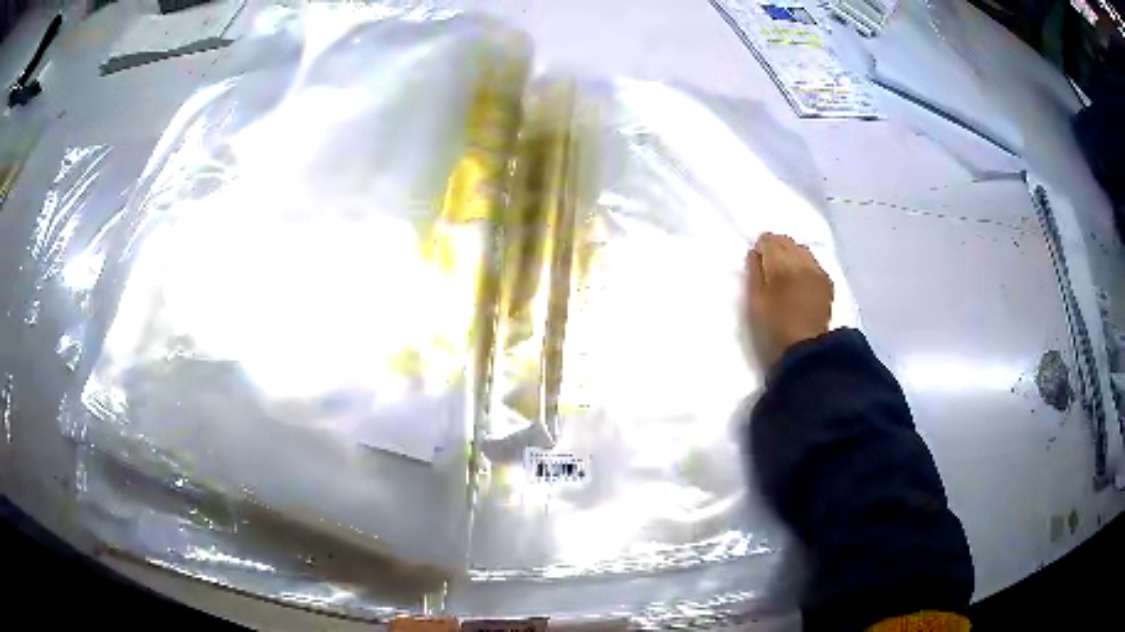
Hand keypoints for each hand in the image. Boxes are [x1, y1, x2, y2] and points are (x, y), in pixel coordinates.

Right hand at [745, 233, 833, 368]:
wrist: (806, 349)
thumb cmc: (774, 329)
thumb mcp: (755, 303)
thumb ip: (754, 273)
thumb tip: (755, 253)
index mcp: (780, 265)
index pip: (769, 240)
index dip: (760, 246)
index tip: (756, 258)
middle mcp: (801, 262)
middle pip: (787, 241)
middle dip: (776, 246)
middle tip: (768, 262)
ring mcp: (817, 271)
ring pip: (802, 249)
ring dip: (791, 253)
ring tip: (785, 270)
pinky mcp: (827, 282)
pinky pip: (814, 262)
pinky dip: (804, 264)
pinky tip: (800, 279)